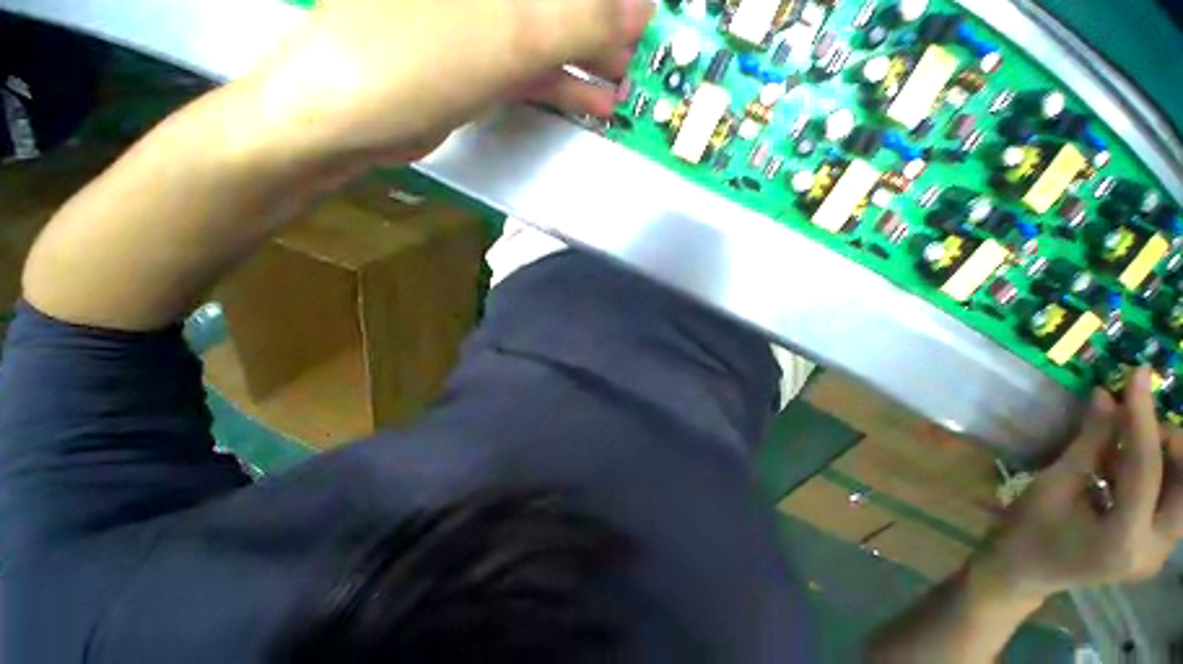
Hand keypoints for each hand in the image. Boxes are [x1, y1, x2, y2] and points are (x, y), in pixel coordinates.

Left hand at [238, 0, 651, 166]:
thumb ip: (580, 18)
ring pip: (555, 34)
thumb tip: (643, 10)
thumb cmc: (413, 57)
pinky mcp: (481, 62)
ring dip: (596, 62)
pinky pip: (537, 69)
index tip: (650, 15)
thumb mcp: (507, 34)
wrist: (347, 116)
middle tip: (650, 56)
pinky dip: (568, 86)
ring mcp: (484, 21)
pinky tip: (598, 102)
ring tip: (632, 88)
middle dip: (610, 27)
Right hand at [969, 367, 1182, 605]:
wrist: (1023, 573)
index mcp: (1123, 539)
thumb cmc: (1027, 529)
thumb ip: (1088, 443)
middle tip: (1138, 420)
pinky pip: (1171, 502)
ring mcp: (1159, 554)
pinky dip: (1156, 475)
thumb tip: (1105, 396)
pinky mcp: (1157, 549)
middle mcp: (1154, 550)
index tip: (1139, 375)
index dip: (1142, 416)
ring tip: (1129, 441)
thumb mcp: (1053, 485)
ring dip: (1165, 458)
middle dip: (1170, 443)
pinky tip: (1125, 467)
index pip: (1146, 467)